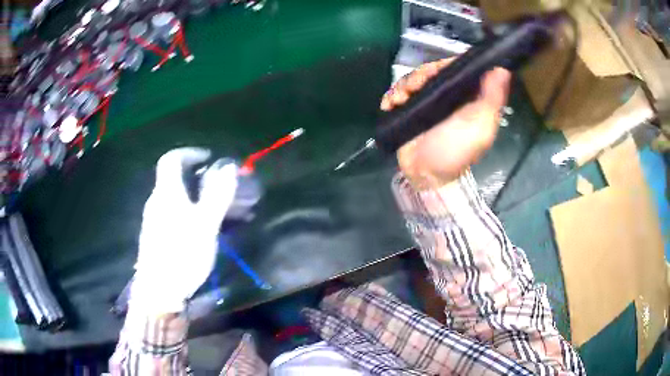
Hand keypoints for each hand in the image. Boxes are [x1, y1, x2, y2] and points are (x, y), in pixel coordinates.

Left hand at [131, 148, 237, 313]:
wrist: (159, 292)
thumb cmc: (182, 255)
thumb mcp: (205, 225)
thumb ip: (217, 195)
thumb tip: (228, 166)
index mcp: (166, 193)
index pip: (171, 159)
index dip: (190, 153)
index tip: (208, 158)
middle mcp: (157, 202)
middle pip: (175, 180)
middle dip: (199, 178)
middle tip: (220, 188)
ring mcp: (154, 220)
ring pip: (176, 199)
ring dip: (197, 197)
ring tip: (218, 211)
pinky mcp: (156, 236)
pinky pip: (174, 214)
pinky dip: (190, 212)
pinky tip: (203, 230)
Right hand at [381, 59, 511, 189]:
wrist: (426, 175)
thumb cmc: (457, 152)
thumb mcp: (481, 127)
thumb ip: (492, 99)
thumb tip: (502, 69)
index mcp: (465, 97)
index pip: (455, 69)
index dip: (445, 64)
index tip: (435, 69)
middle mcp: (446, 97)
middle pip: (430, 72)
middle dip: (420, 75)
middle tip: (414, 87)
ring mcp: (425, 104)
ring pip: (412, 80)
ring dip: (403, 85)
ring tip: (399, 99)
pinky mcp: (408, 111)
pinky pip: (397, 94)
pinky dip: (391, 96)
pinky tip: (389, 104)